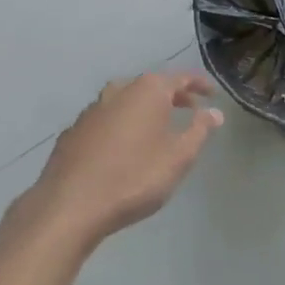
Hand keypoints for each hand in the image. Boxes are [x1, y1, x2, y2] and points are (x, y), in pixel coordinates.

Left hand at [10, 71, 223, 252]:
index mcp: (148, 90)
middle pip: (152, 86)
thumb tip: (214, 112)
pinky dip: (121, 126)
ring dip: (144, 111)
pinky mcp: (74, 130)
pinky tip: (123, 147)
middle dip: (172, 96)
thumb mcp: (178, 157)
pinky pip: (106, 120)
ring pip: (127, 101)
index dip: (199, 84)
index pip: (181, 78)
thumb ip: (199, 130)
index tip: (212, 94)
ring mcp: (93, 109)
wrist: (69, 205)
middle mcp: (120, 90)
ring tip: (157, 129)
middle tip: (190, 109)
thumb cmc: (134, 178)